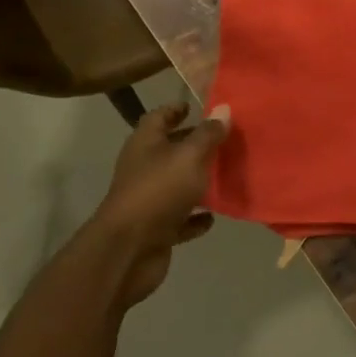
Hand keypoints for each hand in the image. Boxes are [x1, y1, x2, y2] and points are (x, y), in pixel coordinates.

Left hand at [94, 102, 230, 307]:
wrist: (129, 250)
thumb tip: (223, 109)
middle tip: (223, 138)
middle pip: (169, 150)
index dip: (175, 109)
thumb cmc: (159, 191)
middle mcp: (143, 169)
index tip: (196, 106)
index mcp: (145, 144)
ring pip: (176, 184)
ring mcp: (148, 200)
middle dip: (193, 144)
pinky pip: (180, 219)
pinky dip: (195, 217)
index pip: (158, 117)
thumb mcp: (190, 156)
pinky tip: (214, 215)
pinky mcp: (156, 229)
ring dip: (197, 181)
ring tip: (226, 173)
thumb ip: (208, 134)